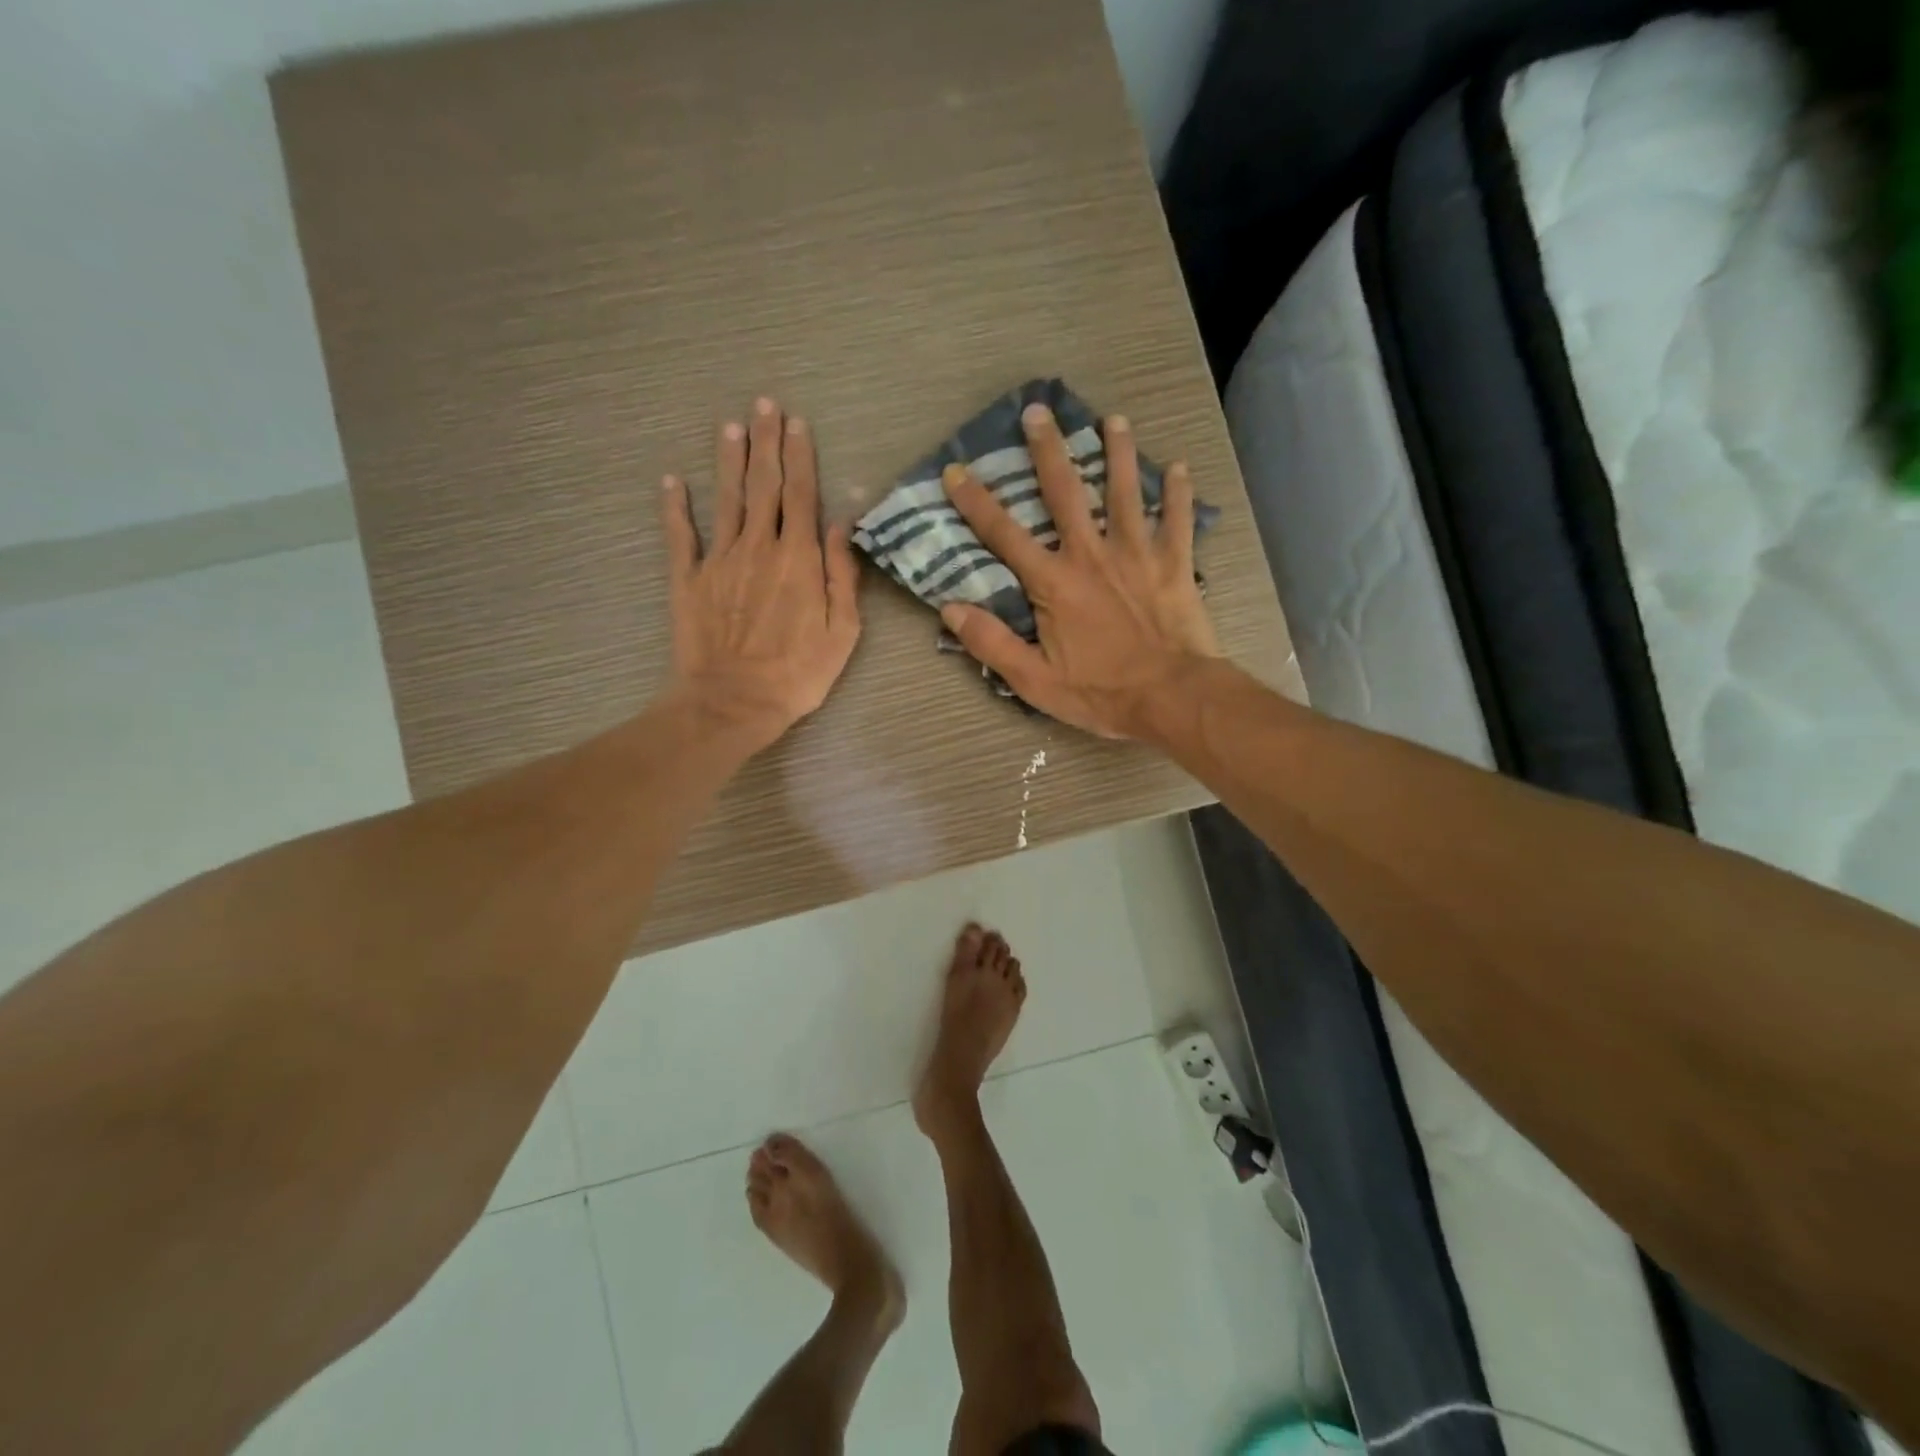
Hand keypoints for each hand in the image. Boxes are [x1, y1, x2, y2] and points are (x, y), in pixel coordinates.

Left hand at [662, 397, 861, 749]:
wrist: (733, 702)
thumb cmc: (798, 674)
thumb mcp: (842, 631)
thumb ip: (842, 574)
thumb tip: (841, 524)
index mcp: (798, 558)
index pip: (802, 495)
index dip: (800, 456)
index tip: (798, 423)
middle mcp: (758, 547)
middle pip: (763, 485)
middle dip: (766, 442)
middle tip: (765, 405)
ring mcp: (719, 560)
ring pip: (725, 499)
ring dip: (728, 460)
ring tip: (731, 425)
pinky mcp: (687, 579)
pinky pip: (679, 535)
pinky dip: (674, 506)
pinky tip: (671, 480)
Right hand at [939, 404, 1218, 738]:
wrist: (1172, 697)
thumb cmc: (1101, 692)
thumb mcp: (1034, 679)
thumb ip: (991, 643)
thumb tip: (950, 610)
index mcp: (1054, 582)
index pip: (1004, 534)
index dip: (976, 502)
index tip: (956, 471)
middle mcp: (1092, 554)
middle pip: (1066, 492)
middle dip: (1048, 450)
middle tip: (1039, 411)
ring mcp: (1138, 553)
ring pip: (1126, 491)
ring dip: (1119, 452)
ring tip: (1115, 419)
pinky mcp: (1175, 564)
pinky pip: (1178, 519)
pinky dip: (1179, 493)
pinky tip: (1181, 467)